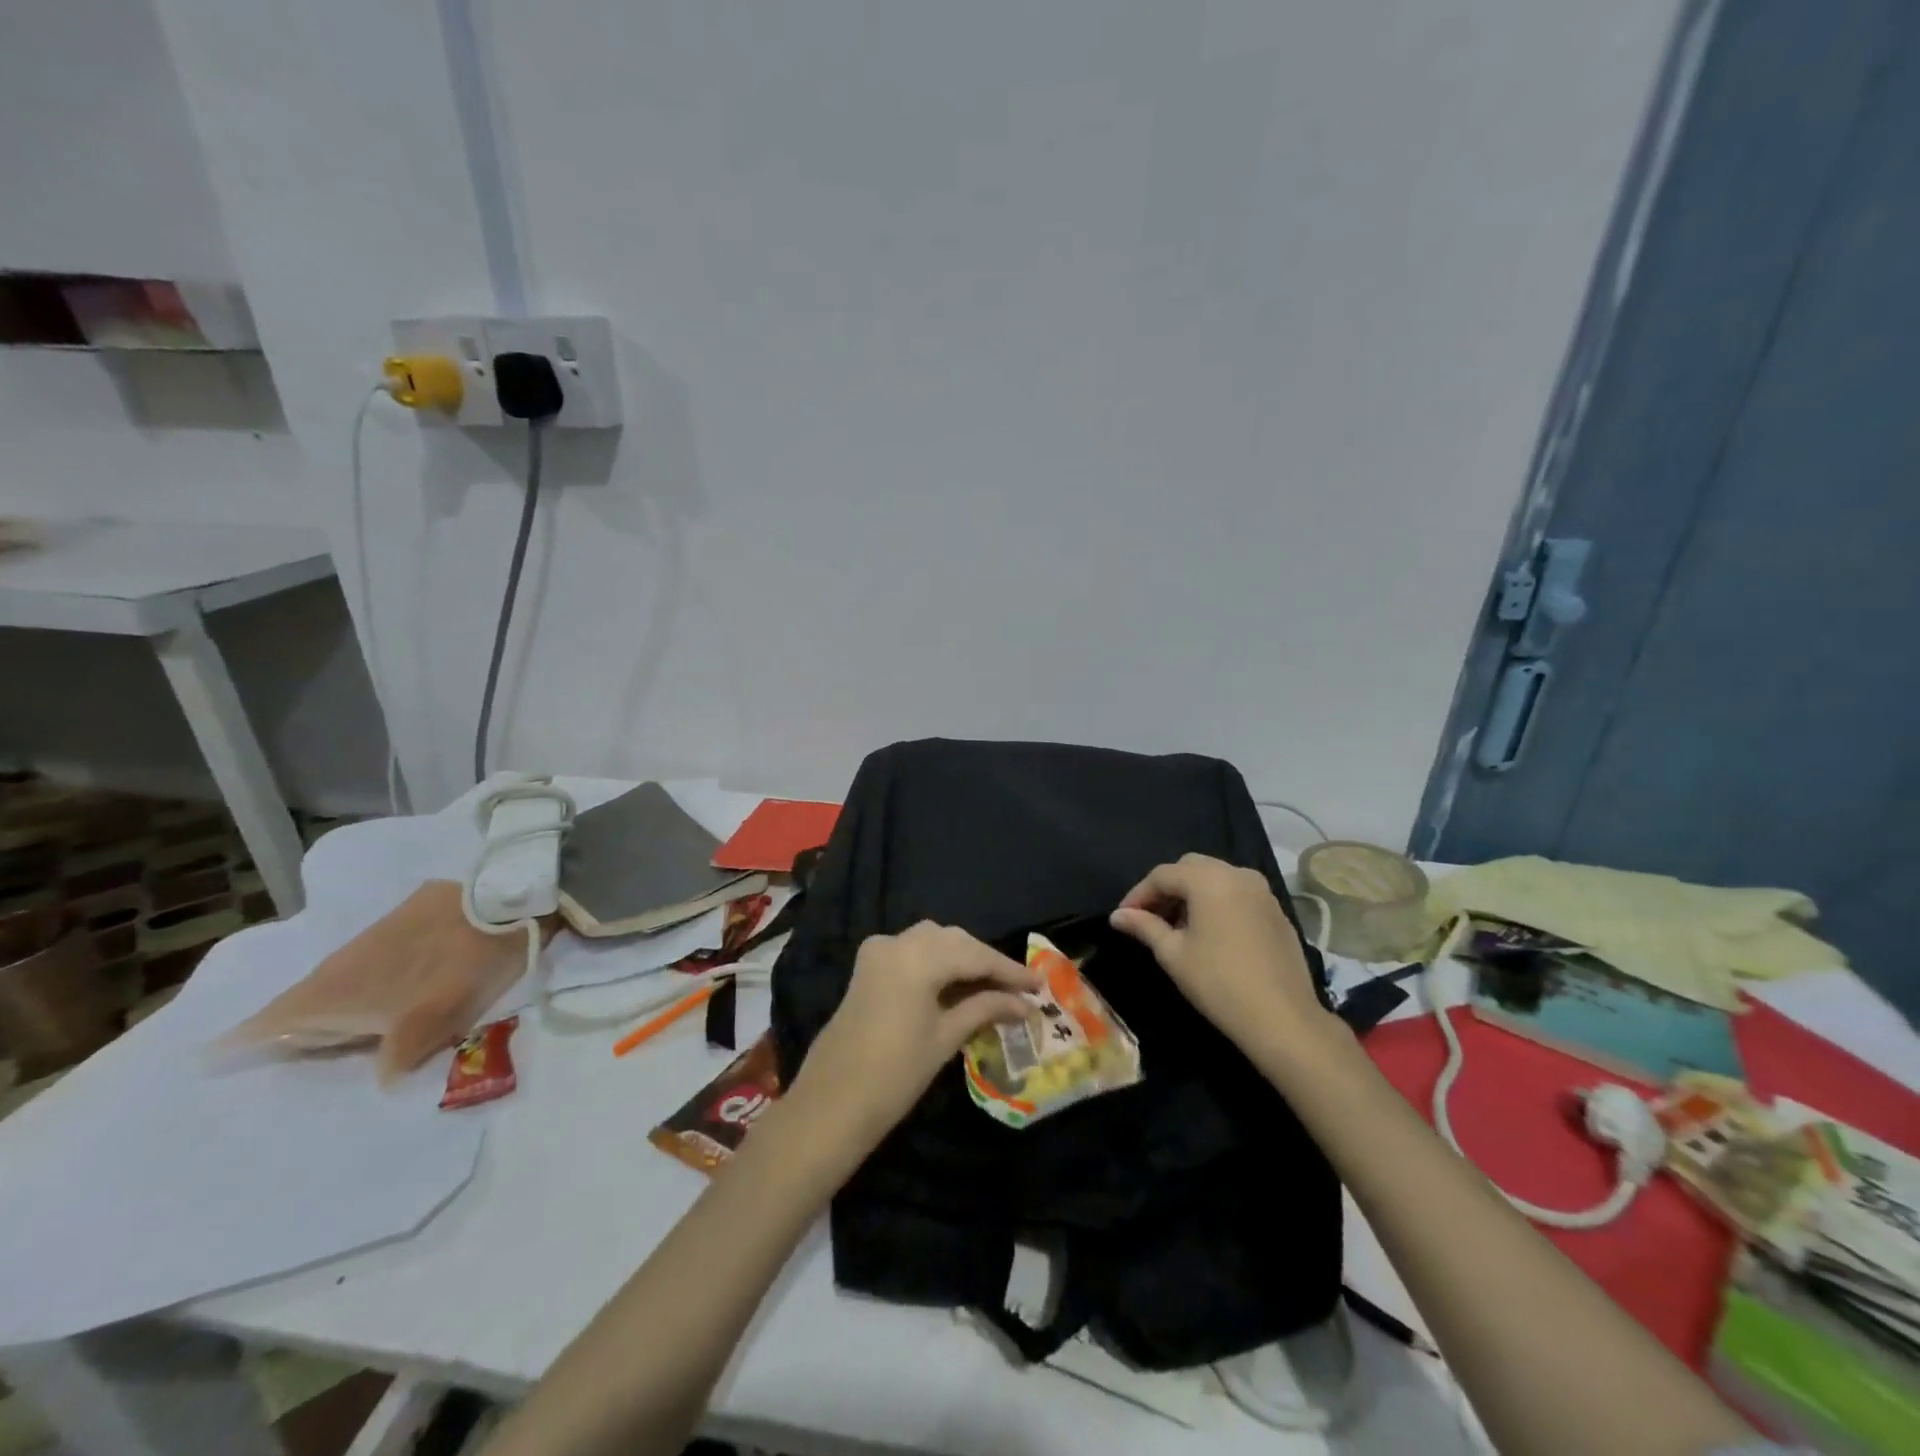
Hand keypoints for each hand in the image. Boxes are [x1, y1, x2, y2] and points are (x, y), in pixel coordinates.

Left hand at [788, 923, 1039, 1157]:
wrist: (831, 1104)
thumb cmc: (894, 1075)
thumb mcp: (945, 1038)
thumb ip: (985, 1009)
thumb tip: (1024, 1003)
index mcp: (916, 957)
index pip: (975, 955)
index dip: (1009, 970)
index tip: (1040, 984)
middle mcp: (896, 942)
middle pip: (954, 941)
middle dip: (986, 962)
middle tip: (1019, 989)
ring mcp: (878, 952)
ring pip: (933, 942)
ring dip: (963, 959)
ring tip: (992, 987)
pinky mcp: (868, 967)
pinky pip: (912, 951)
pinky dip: (937, 962)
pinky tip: (958, 984)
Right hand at [1110, 853, 1332, 1055]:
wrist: (1282, 1018)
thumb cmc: (1218, 982)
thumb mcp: (1173, 953)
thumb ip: (1144, 926)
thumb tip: (1117, 916)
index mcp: (1208, 879)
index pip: (1162, 875)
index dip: (1138, 894)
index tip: (1123, 918)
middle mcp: (1237, 874)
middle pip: (1191, 868)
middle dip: (1167, 888)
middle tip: (1149, 918)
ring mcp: (1262, 892)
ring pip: (1216, 878)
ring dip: (1192, 894)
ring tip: (1178, 926)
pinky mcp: (1277, 912)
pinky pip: (1238, 894)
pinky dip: (1218, 903)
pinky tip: (1211, 934)